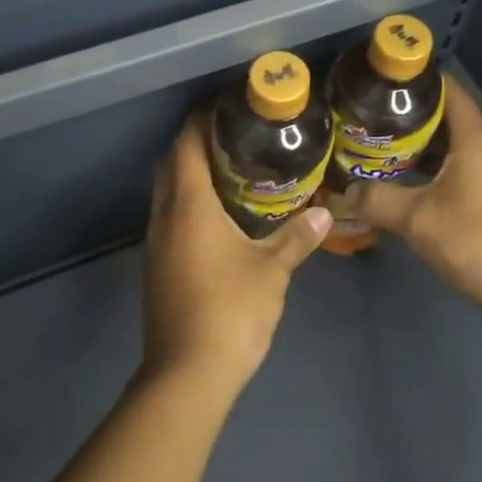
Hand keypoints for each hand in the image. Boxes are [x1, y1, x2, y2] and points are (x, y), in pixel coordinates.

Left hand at [141, 111, 331, 398]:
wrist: (187, 373)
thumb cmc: (231, 311)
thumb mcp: (272, 271)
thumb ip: (297, 238)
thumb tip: (325, 215)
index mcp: (188, 206)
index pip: (186, 145)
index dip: (201, 121)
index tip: (228, 109)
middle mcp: (164, 217)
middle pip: (170, 165)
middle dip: (196, 144)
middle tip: (236, 138)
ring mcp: (156, 244)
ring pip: (166, 193)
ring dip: (189, 175)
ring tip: (232, 171)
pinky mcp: (156, 267)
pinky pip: (169, 218)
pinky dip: (187, 204)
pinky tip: (219, 218)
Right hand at [341, 80, 481, 326]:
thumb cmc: (477, 239)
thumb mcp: (419, 218)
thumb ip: (379, 201)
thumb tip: (346, 191)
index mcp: (472, 144)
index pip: (452, 95)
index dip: (424, 81)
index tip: (388, 79)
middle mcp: (481, 157)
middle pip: (445, 124)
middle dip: (408, 119)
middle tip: (368, 119)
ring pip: (445, 156)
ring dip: (414, 152)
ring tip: (374, 150)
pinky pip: (447, 182)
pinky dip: (422, 179)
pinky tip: (397, 190)